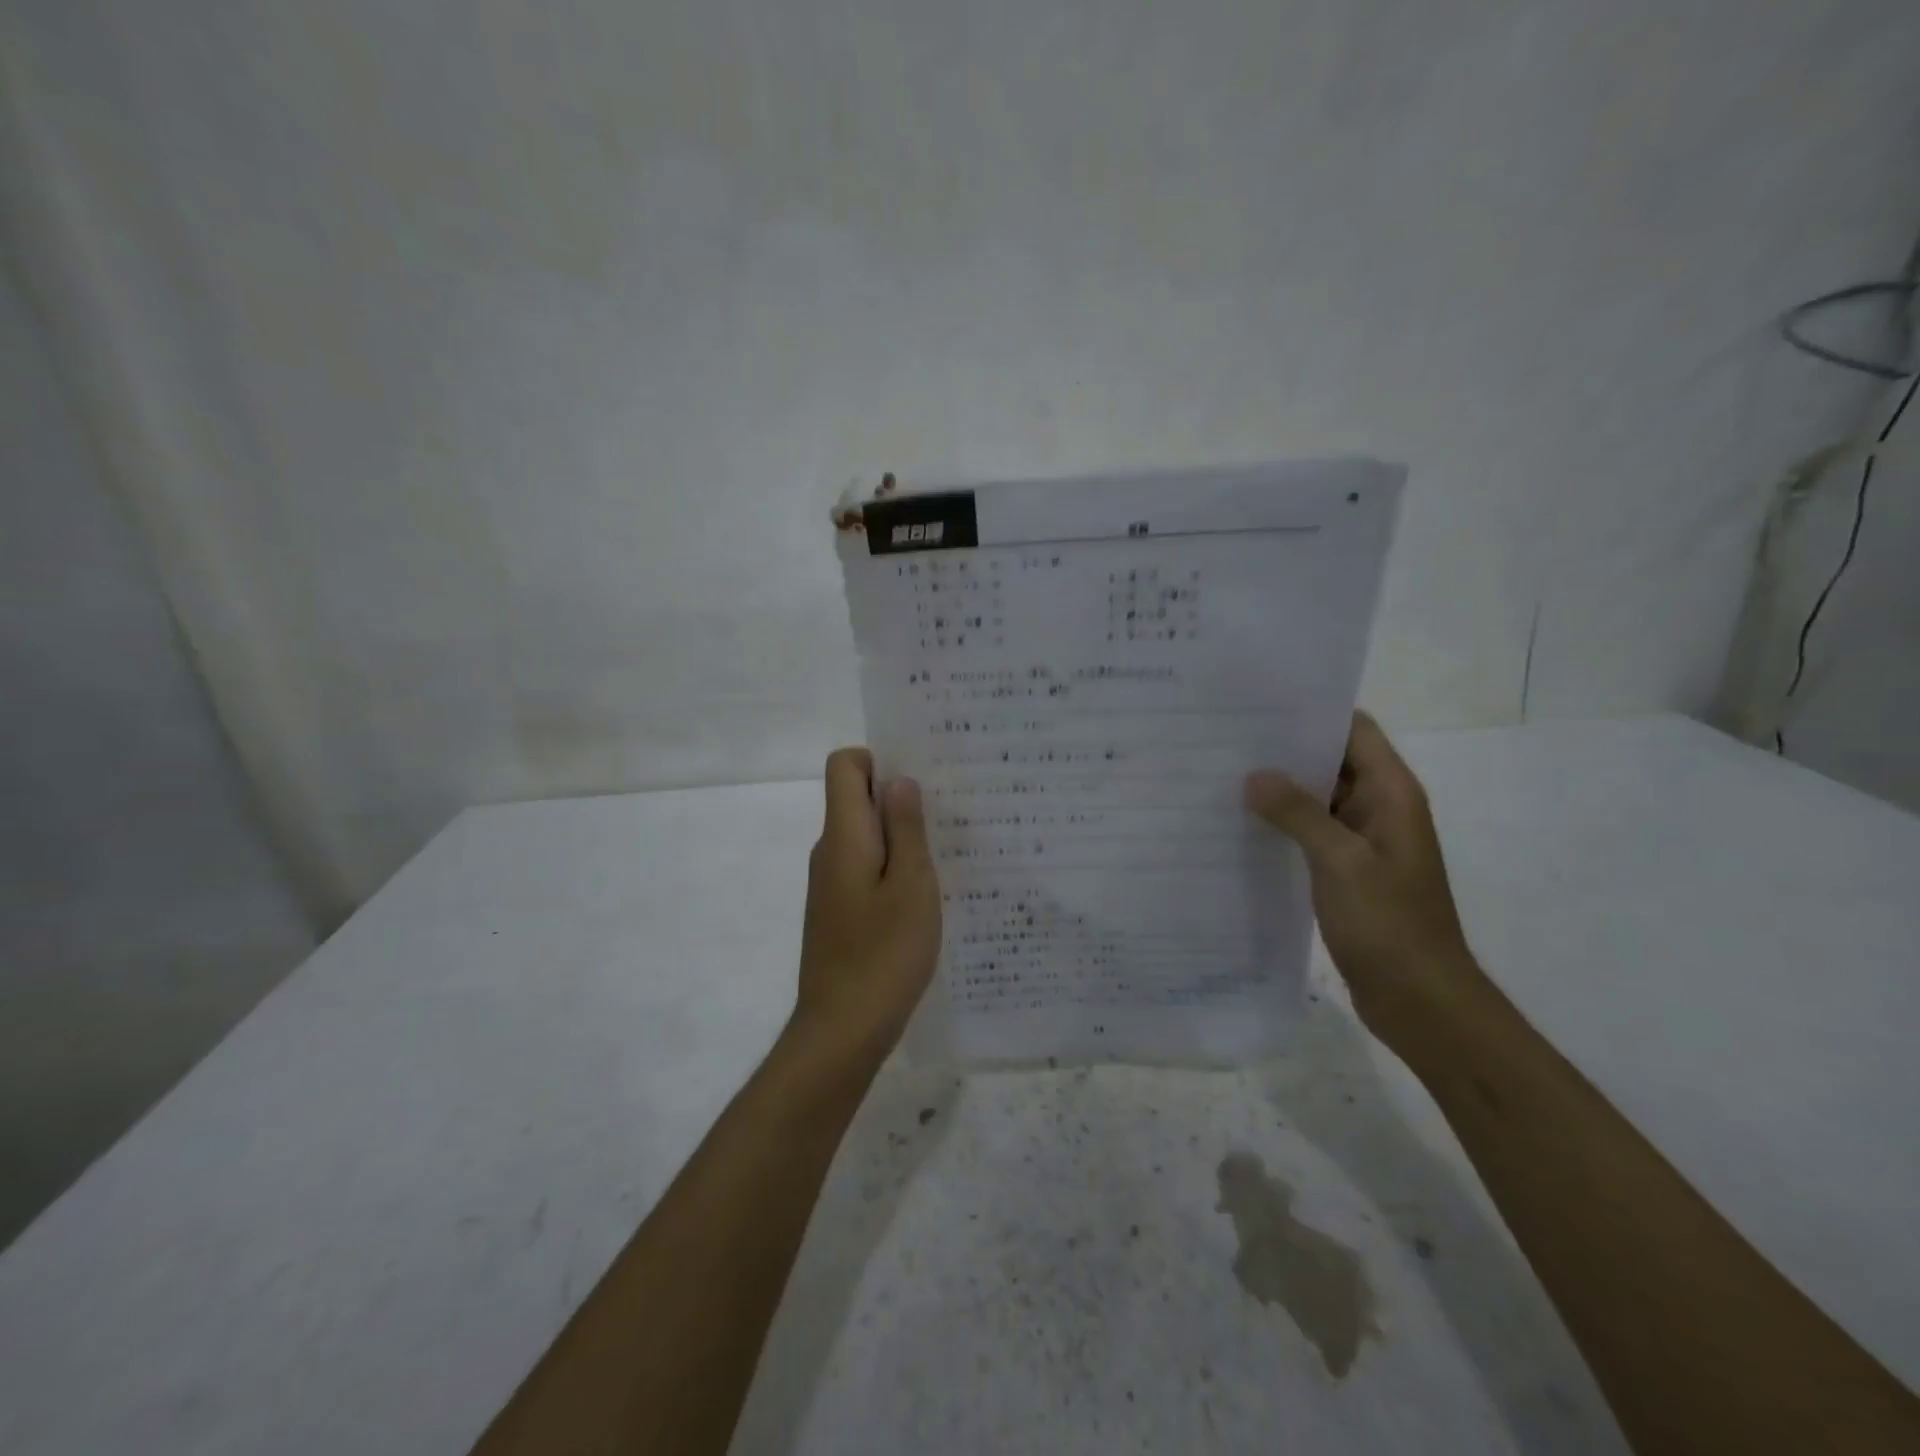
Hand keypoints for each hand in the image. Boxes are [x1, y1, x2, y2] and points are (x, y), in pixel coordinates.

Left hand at [789, 748, 941, 1066]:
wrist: (841, 1032)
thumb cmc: (883, 955)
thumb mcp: (911, 885)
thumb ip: (905, 828)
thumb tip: (898, 780)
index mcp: (843, 836)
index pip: (844, 766)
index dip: (878, 760)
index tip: (920, 779)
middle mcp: (829, 852)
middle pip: (856, 799)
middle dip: (900, 798)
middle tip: (951, 814)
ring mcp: (830, 885)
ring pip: (866, 838)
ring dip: (901, 837)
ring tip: (948, 854)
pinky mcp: (838, 912)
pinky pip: (866, 870)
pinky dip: (893, 869)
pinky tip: (926, 896)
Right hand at [1244, 712, 1483, 1049]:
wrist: (1421, 999)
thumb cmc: (1389, 924)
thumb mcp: (1341, 862)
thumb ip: (1298, 813)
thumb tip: (1254, 775)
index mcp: (1392, 794)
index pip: (1354, 730)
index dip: (1313, 712)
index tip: (1259, 704)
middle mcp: (1379, 808)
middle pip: (1332, 760)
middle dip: (1284, 749)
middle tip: (1225, 738)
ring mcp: (1362, 841)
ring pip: (1317, 798)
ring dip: (1279, 788)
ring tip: (1222, 774)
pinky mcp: (1346, 870)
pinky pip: (1310, 832)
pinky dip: (1282, 823)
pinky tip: (1240, 823)